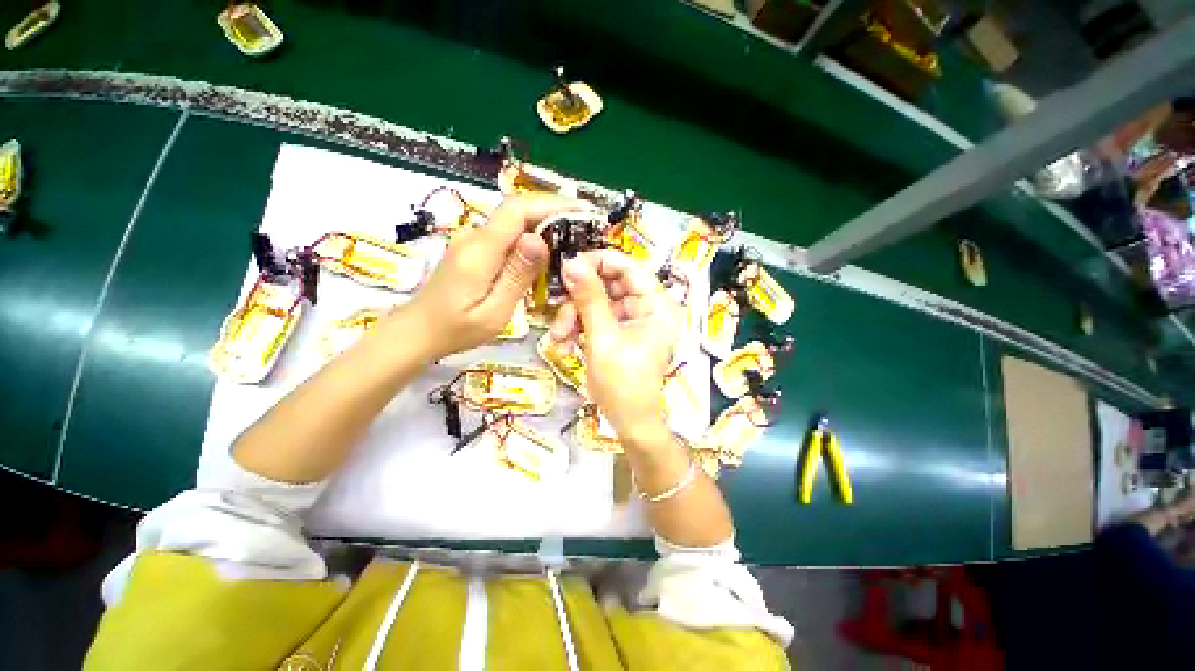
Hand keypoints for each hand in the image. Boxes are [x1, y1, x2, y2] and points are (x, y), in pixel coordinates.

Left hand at [404, 195, 572, 359]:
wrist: (419, 331)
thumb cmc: (457, 329)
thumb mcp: (494, 311)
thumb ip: (516, 275)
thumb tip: (539, 239)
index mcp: (481, 251)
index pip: (517, 210)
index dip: (550, 204)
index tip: (581, 210)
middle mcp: (475, 237)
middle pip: (517, 211)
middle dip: (553, 212)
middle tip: (584, 226)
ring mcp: (473, 241)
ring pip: (513, 222)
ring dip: (543, 224)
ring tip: (572, 237)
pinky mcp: (474, 250)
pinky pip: (507, 236)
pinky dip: (530, 237)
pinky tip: (546, 252)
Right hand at [549, 249, 679, 440]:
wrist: (629, 422)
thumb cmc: (623, 383)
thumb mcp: (603, 338)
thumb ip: (589, 298)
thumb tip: (572, 262)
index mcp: (656, 304)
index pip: (628, 266)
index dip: (598, 262)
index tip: (568, 269)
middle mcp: (647, 307)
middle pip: (609, 284)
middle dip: (579, 299)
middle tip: (558, 313)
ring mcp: (633, 320)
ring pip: (598, 301)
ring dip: (574, 317)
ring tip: (559, 339)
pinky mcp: (620, 331)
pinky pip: (596, 318)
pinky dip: (579, 328)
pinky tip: (565, 345)